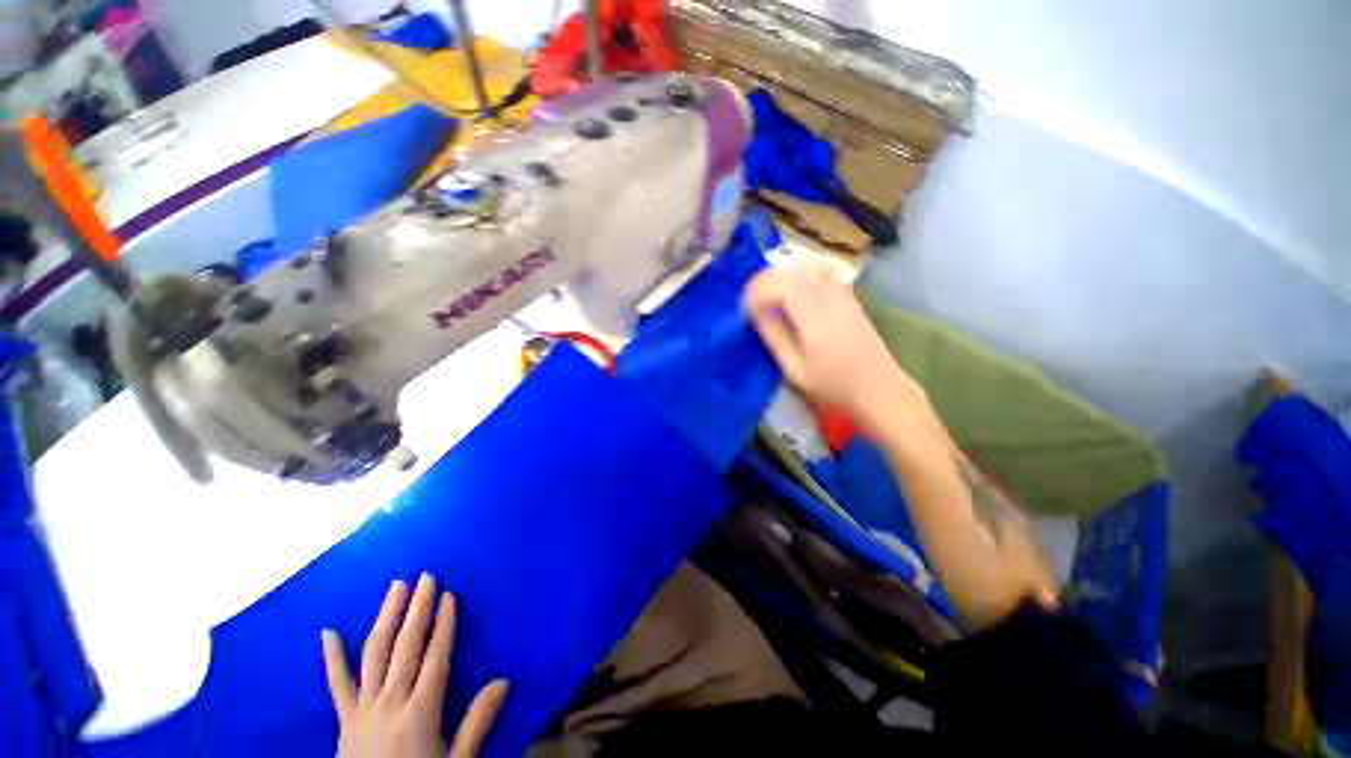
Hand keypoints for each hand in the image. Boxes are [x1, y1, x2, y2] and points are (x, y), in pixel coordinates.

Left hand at [322, 574, 508, 757]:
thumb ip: (476, 722)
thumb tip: (504, 681)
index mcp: (420, 711)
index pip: (435, 657)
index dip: (444, 625)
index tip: (449, 595)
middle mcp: (390, 702)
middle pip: (406, 647)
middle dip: (417, 610)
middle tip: (424, 578)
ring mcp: (363, 709)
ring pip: (374, 655)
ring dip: (385, 618)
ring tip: (394, 588)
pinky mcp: (344, 720)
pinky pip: (337, 685)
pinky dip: (333, 658)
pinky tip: (328, 633)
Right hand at [745, 263, 928, 440]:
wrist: (878, 389)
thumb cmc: (832, 385)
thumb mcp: (795, 369)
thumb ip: (775, 337)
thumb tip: (756, 314)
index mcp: (812, 316)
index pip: (779, 286)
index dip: (757, 291)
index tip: (745, 306)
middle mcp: (828, 297)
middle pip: (792, 271)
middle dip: (766, 279)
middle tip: (752, 298)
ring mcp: (843, 294)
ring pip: (808, 267)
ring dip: (784, 274)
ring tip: (770, 292)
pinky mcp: (851, 297)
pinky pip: (824, 272)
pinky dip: (805, 273)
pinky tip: (798, 288)